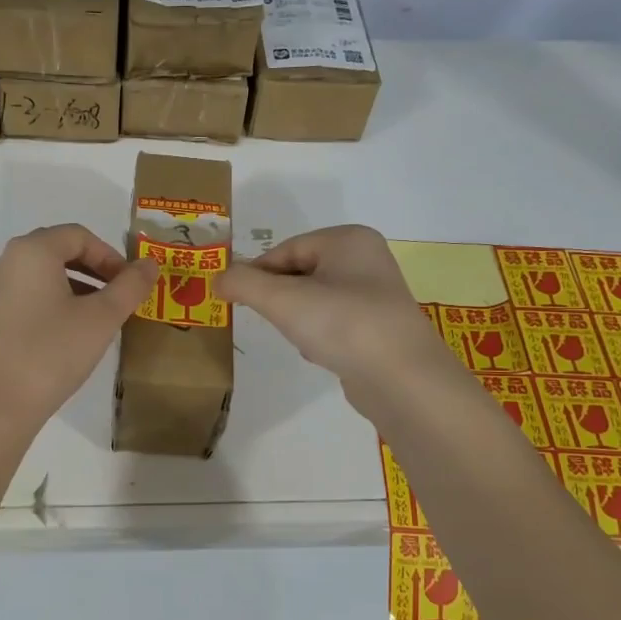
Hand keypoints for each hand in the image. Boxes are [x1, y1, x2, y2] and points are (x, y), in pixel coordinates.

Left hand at [0, 224, 157, 440]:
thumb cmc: (52, 354)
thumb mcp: (101, 319)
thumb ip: (130, 286)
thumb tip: (150, 263)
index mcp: (32, 251)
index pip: (79, 235)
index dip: (111, 255)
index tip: (130, 284)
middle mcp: (7, 261)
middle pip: (59, 250)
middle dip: (95, 269)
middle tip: (119, 298)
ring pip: (43, 275)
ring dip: (77, 287)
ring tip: (99, 318)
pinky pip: (28, 295)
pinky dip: (54, 302)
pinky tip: (69, 334)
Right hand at [217, 225, 462, 410]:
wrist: (402, 379)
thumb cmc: (343, 325)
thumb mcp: (283, 300)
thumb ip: (244, 283)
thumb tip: (218, 278)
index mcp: (348, 239)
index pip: (285, 249)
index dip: (257, 273)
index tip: (238, 299)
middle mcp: (366, 259)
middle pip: (299, 272)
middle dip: (280, 298)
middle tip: (272, 320)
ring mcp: (376, 294)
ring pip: (315, 299)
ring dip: (298, 319)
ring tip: (302, 339)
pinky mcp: (379, 327)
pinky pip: (334, 322)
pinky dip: (319, 335)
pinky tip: (320, 353)